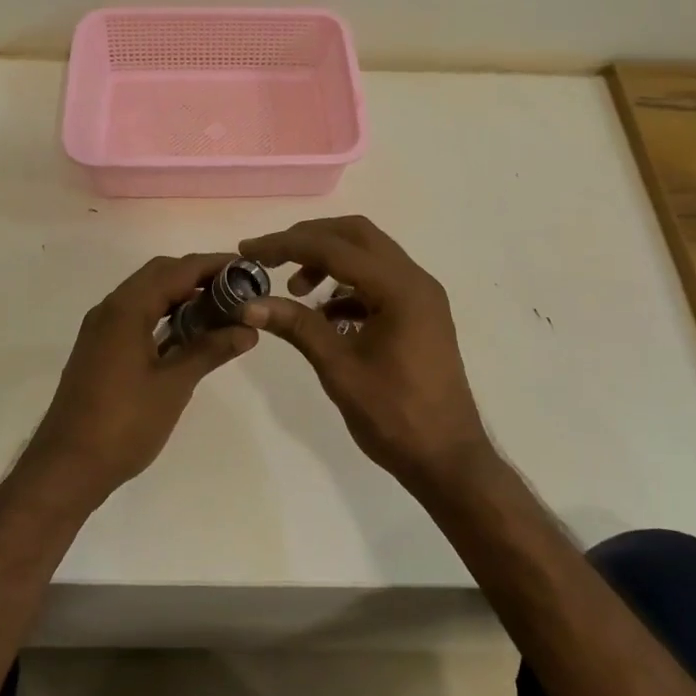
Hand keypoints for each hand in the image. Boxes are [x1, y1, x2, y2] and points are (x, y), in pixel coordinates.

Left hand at [28, 253, 257, 504]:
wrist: (67, 467)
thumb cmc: (124, 423)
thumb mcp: (174, 385)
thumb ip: (210, 350)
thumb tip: (248, 330)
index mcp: (126, 309)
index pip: (177, 270)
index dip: (214, 265)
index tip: (247, 269)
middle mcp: (110, 309)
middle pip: (159, 274)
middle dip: (198, 275)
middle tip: (236, 289)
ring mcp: (101, 329)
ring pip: (146, 294)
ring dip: (180, 294)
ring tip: (220, 308)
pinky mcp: (100, 349)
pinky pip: (136, 315)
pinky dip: (164, 314)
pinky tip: (188, 333)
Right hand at [238, 217, 495, 495]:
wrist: (447, 459)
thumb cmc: (395, 416)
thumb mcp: (339, 368)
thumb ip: (297, 327)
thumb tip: (249, 304)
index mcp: (400, 288)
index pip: (334, 248)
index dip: (286, 245)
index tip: (248, 250)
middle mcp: (416, 280)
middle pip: (356, 235)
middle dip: (310, 240)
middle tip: (272, 258)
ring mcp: (421, 296)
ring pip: (369, 255)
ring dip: (329, 261)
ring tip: (296, 291)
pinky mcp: (420, 313)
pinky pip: (378, 281)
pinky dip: (347, 286)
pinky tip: (323, 314)